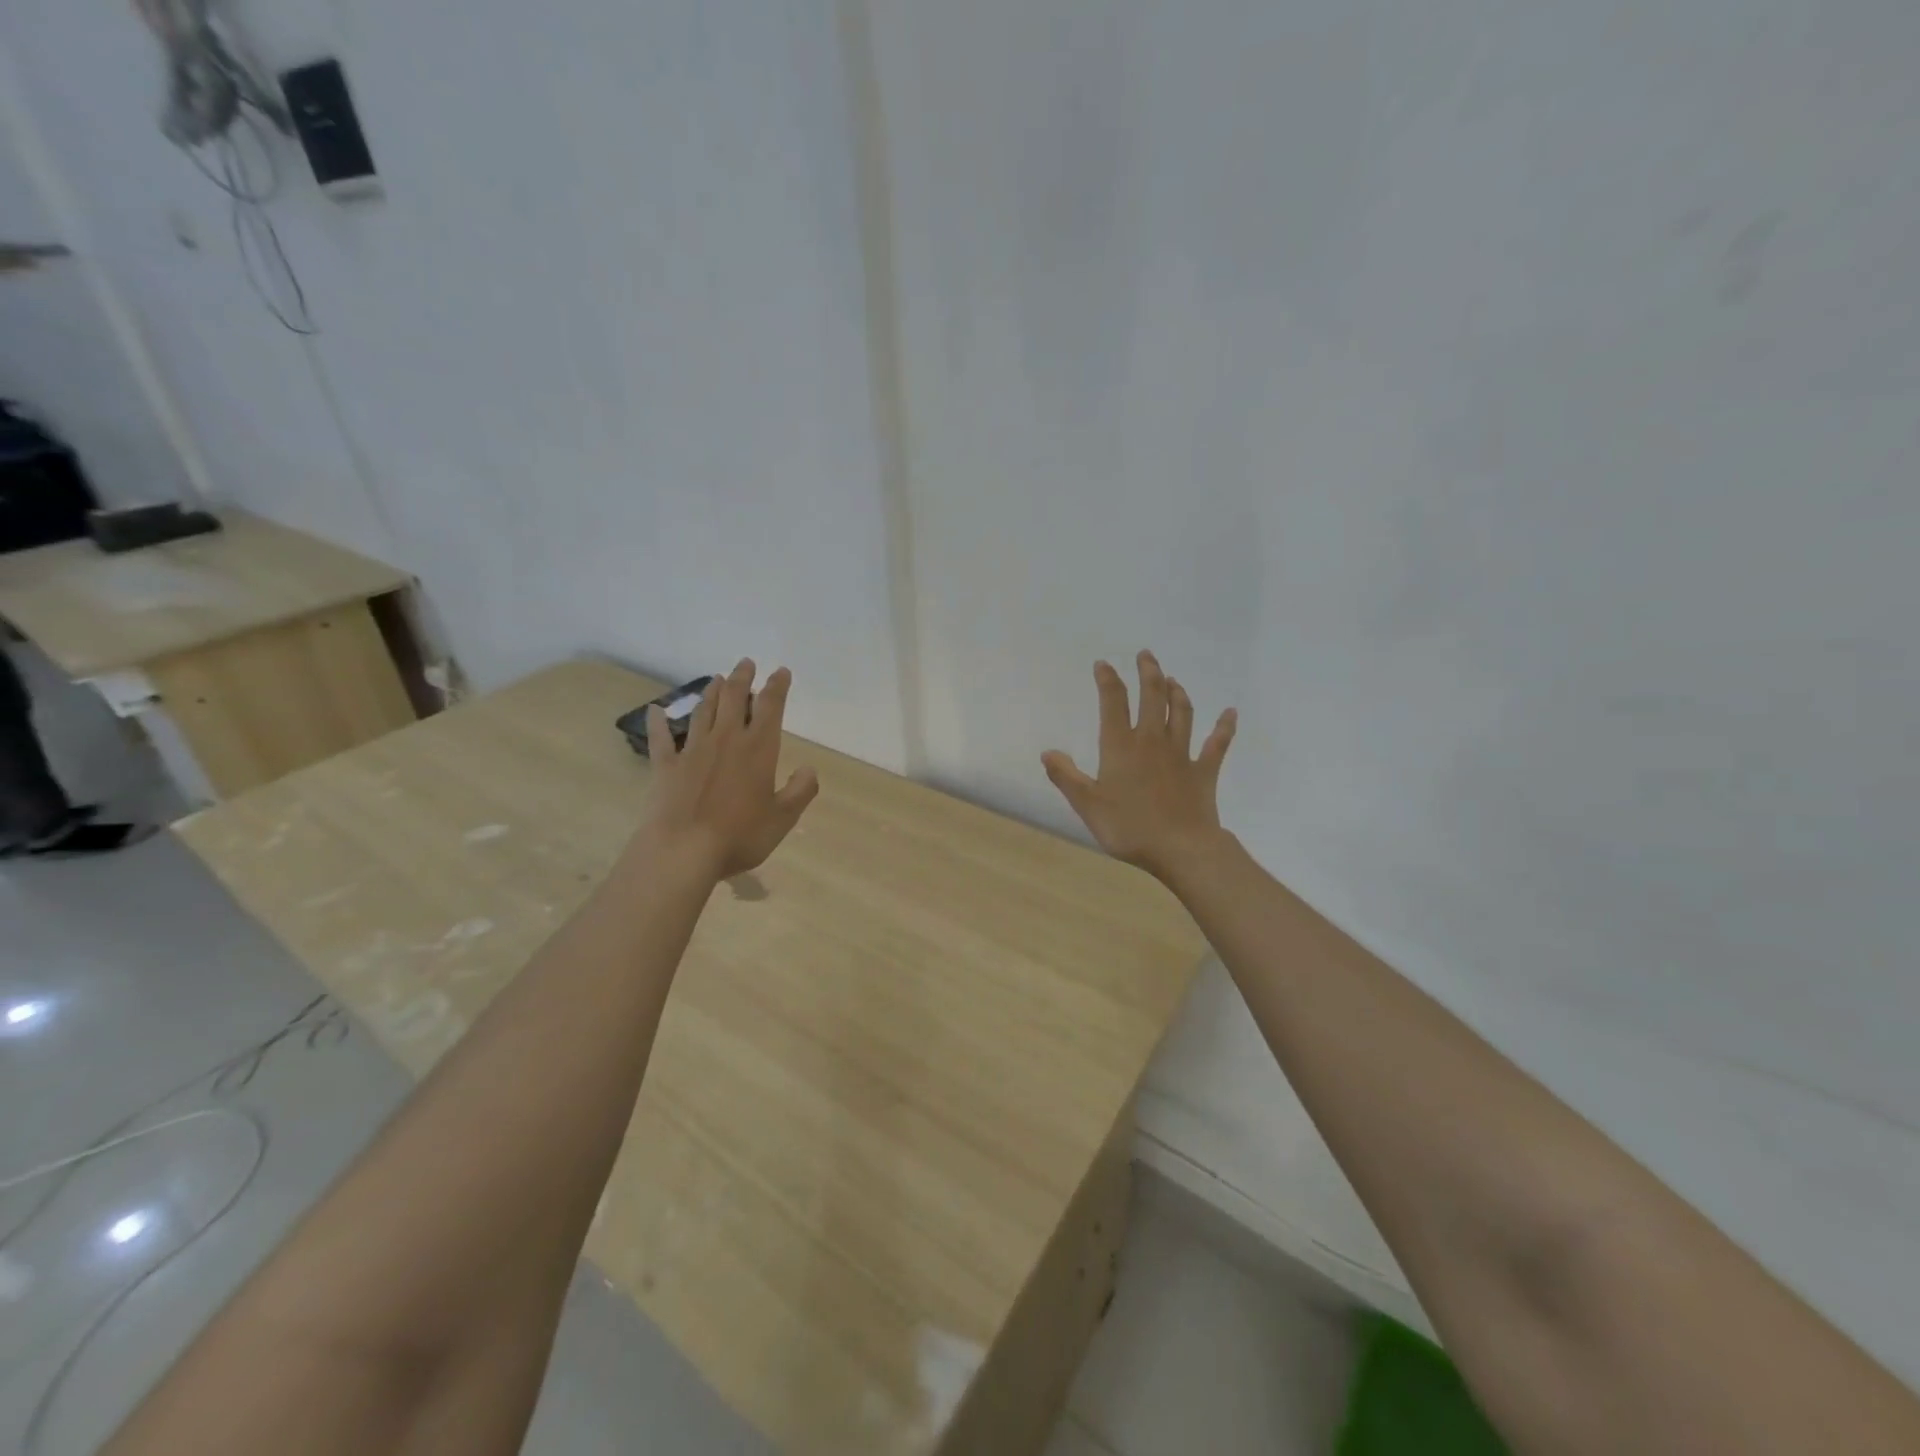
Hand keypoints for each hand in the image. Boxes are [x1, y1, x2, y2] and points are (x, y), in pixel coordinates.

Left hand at [639, 659, 819, 880]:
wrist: (683, 850)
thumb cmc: (740, 835)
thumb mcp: (782, 818)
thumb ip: (800, 791)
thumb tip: (810, 769)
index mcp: (758, 749)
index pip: (770, 707)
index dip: (776, 687)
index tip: (780, 671)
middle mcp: (726, 740)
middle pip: (733, 699)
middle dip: (742, 678)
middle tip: (746, 663)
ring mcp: (692, 750)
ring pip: (703, 712)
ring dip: (711, 692)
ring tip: (717, 678)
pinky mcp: (666, 767)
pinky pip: (661, 739)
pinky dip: (658, 723)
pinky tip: (656, 710)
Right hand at [1042, 651, 1236, 881]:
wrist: (1181, 848)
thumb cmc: (1129, 827)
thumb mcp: (1087, 805)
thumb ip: (1066, 777)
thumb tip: (1047, 752)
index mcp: (1121, 746)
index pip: (1113, 702)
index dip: (1107, 680)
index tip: (1103, 664)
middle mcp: (1152, 741)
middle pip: (1153, 697)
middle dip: (1148, 673)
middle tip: (1146, 655)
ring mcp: (1181, 754)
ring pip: (1181, 713)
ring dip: (1176, 692)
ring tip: (1172, 679)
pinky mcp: (1204, 771)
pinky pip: (1217, 743)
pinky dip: (1224, 726)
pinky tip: (1230, 713)